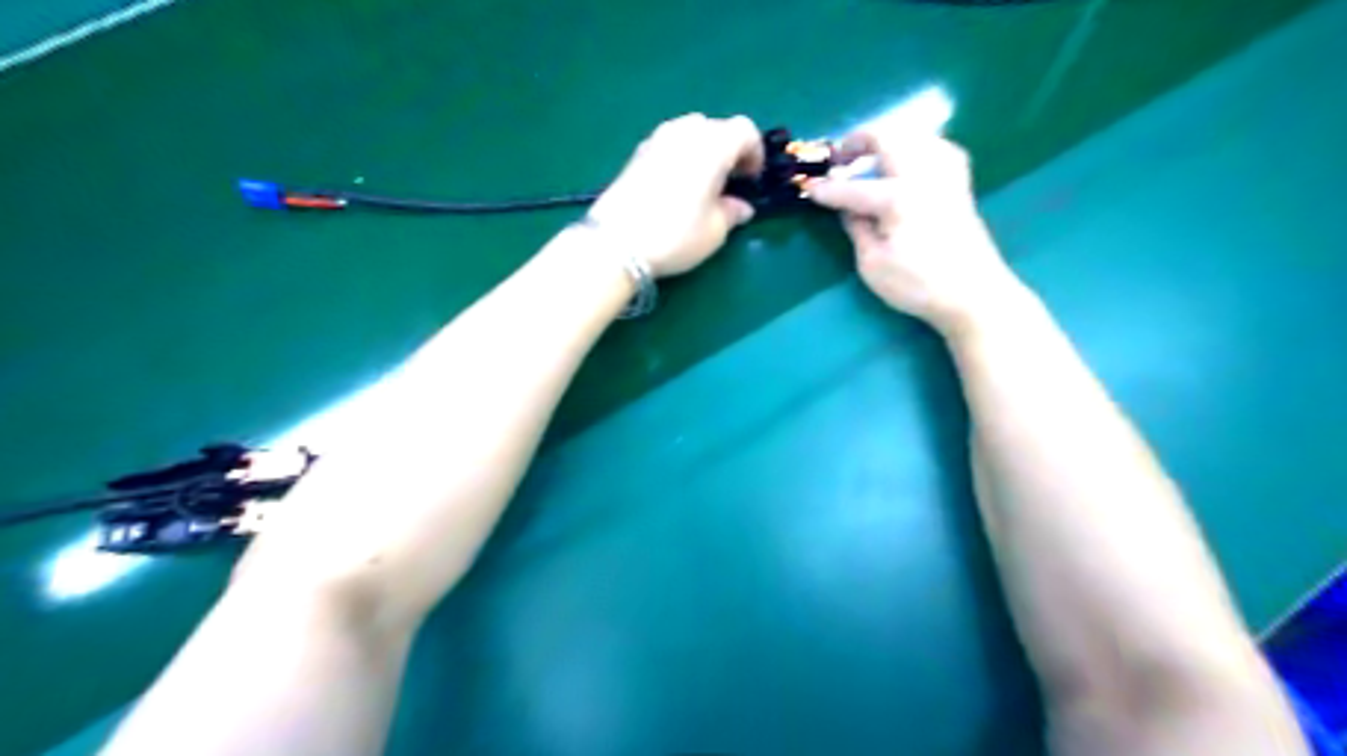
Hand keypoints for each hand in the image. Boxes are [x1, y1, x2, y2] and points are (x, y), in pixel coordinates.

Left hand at [586, 113, 760, 275]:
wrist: (616, 243)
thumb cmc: (676, 235)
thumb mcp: (715, 231)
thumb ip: (733, 212)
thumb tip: (741, 206)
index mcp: (713, 145)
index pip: (744, 131)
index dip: (755, 152)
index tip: (753, 179)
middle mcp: (686, 132)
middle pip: (717, 128)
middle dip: (729, 150)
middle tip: (731, 182)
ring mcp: (657, 139)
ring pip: (691, 133)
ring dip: (704, 151)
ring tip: (703, 184)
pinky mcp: (637, 153)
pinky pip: (670, 144)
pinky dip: (681, 157)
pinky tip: (677, 187)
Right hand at [808, 128, 1021, 333]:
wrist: (974, 294)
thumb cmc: (918, 285)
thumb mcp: (872, 264)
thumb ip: (857, 228)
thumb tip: (847, 208)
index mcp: (898, 197)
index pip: (852, 188)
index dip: (826, 189)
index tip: (808, 186)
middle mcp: (923, 175)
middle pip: (888, 139)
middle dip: (857, 142)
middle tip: (839, 158)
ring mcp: (946, 175)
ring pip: (914, 136)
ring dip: (887, 141)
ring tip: (870, 159)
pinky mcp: (960, 183)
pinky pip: (935, 148)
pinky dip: (915, 147)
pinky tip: (907, 164)